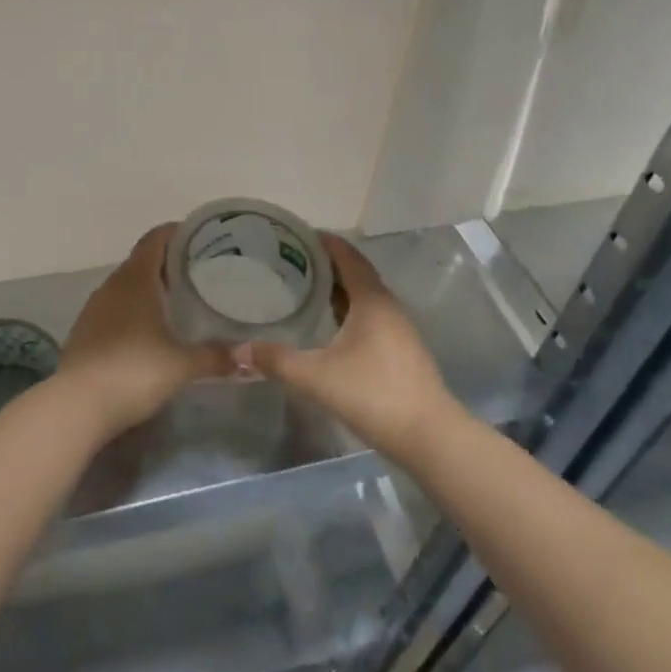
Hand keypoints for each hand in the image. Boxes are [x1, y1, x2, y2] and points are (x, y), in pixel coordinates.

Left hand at [59, 225, 232, 437]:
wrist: (78, 406)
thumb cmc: (135, 371)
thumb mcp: (183, 365)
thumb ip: (216, 356)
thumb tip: (248, 358)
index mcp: (136, 279)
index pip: (155, 238)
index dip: (176, 233)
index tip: (200, 238)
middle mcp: (112, 285)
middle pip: (142, 261)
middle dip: (168, 263)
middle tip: (198, 273)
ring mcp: (94, 308)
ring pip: (126, 286)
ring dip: (149, 288)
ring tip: (177, 300)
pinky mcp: (84, 331)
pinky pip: (114, 309)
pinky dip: (132, 310)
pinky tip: (148, 331)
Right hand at [244, 234, 459, 461]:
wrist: (429, 437)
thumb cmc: (373, 394)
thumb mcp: (316, 377)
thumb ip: (277, 361)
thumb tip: (241, 349)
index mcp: (371, 300)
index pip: (347, 255)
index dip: (323, 241)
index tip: (295, 234)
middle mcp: (388, 306)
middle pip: (355, 272)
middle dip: (325, 263)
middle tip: (289, 261)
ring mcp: (398, 329)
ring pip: (363, 296)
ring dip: (337, 288)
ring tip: (303, 288)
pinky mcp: (401, 350)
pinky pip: (369, 316)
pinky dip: (347, 309)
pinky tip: (328, 325)